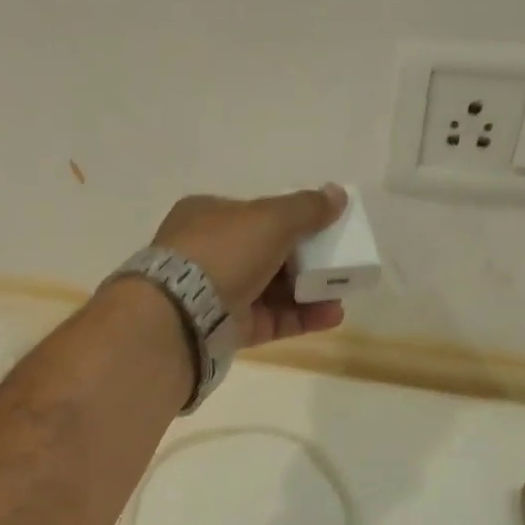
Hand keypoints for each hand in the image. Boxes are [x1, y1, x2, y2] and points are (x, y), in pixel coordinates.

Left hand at [152, 186, 347, 346]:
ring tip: (340, 294)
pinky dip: (301, 318)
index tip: (321, 229)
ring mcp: (217, 295)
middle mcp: (210, 254)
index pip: (255, 214)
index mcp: (208, 216)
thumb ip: (307, 208)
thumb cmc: (225, 251)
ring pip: (271, 291)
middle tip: (337, 264)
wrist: (184, 312)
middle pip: (267, 254)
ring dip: (308, 291)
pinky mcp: (228, 329)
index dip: (290, 220)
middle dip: (305, 260)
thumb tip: (338, 195)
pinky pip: (271, 320)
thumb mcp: (271, 218)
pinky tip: (331, 316)